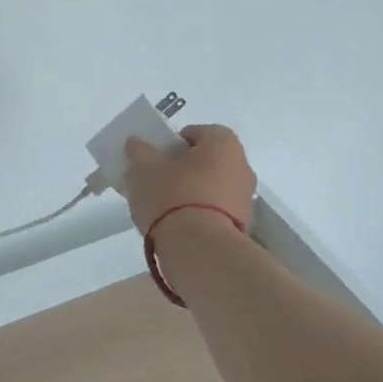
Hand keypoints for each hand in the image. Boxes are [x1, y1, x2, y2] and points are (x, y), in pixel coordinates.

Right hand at [121, 124, 256, 236]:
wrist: (199, 249)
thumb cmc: (171, 196)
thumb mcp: (143, 169)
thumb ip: (139, 152)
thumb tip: (137, 142)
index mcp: (223, 144)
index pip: (201, 132)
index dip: (177, 141)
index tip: (159, 155)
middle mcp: (242, 167)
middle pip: (210, 160)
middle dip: (186, 167)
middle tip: (159, 179)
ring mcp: (245, 200)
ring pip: (214, 188)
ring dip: (194, 193)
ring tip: (164, 207)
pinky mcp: (242, 228)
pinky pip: (217, 212)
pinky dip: (201, 215)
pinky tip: (178, 227)